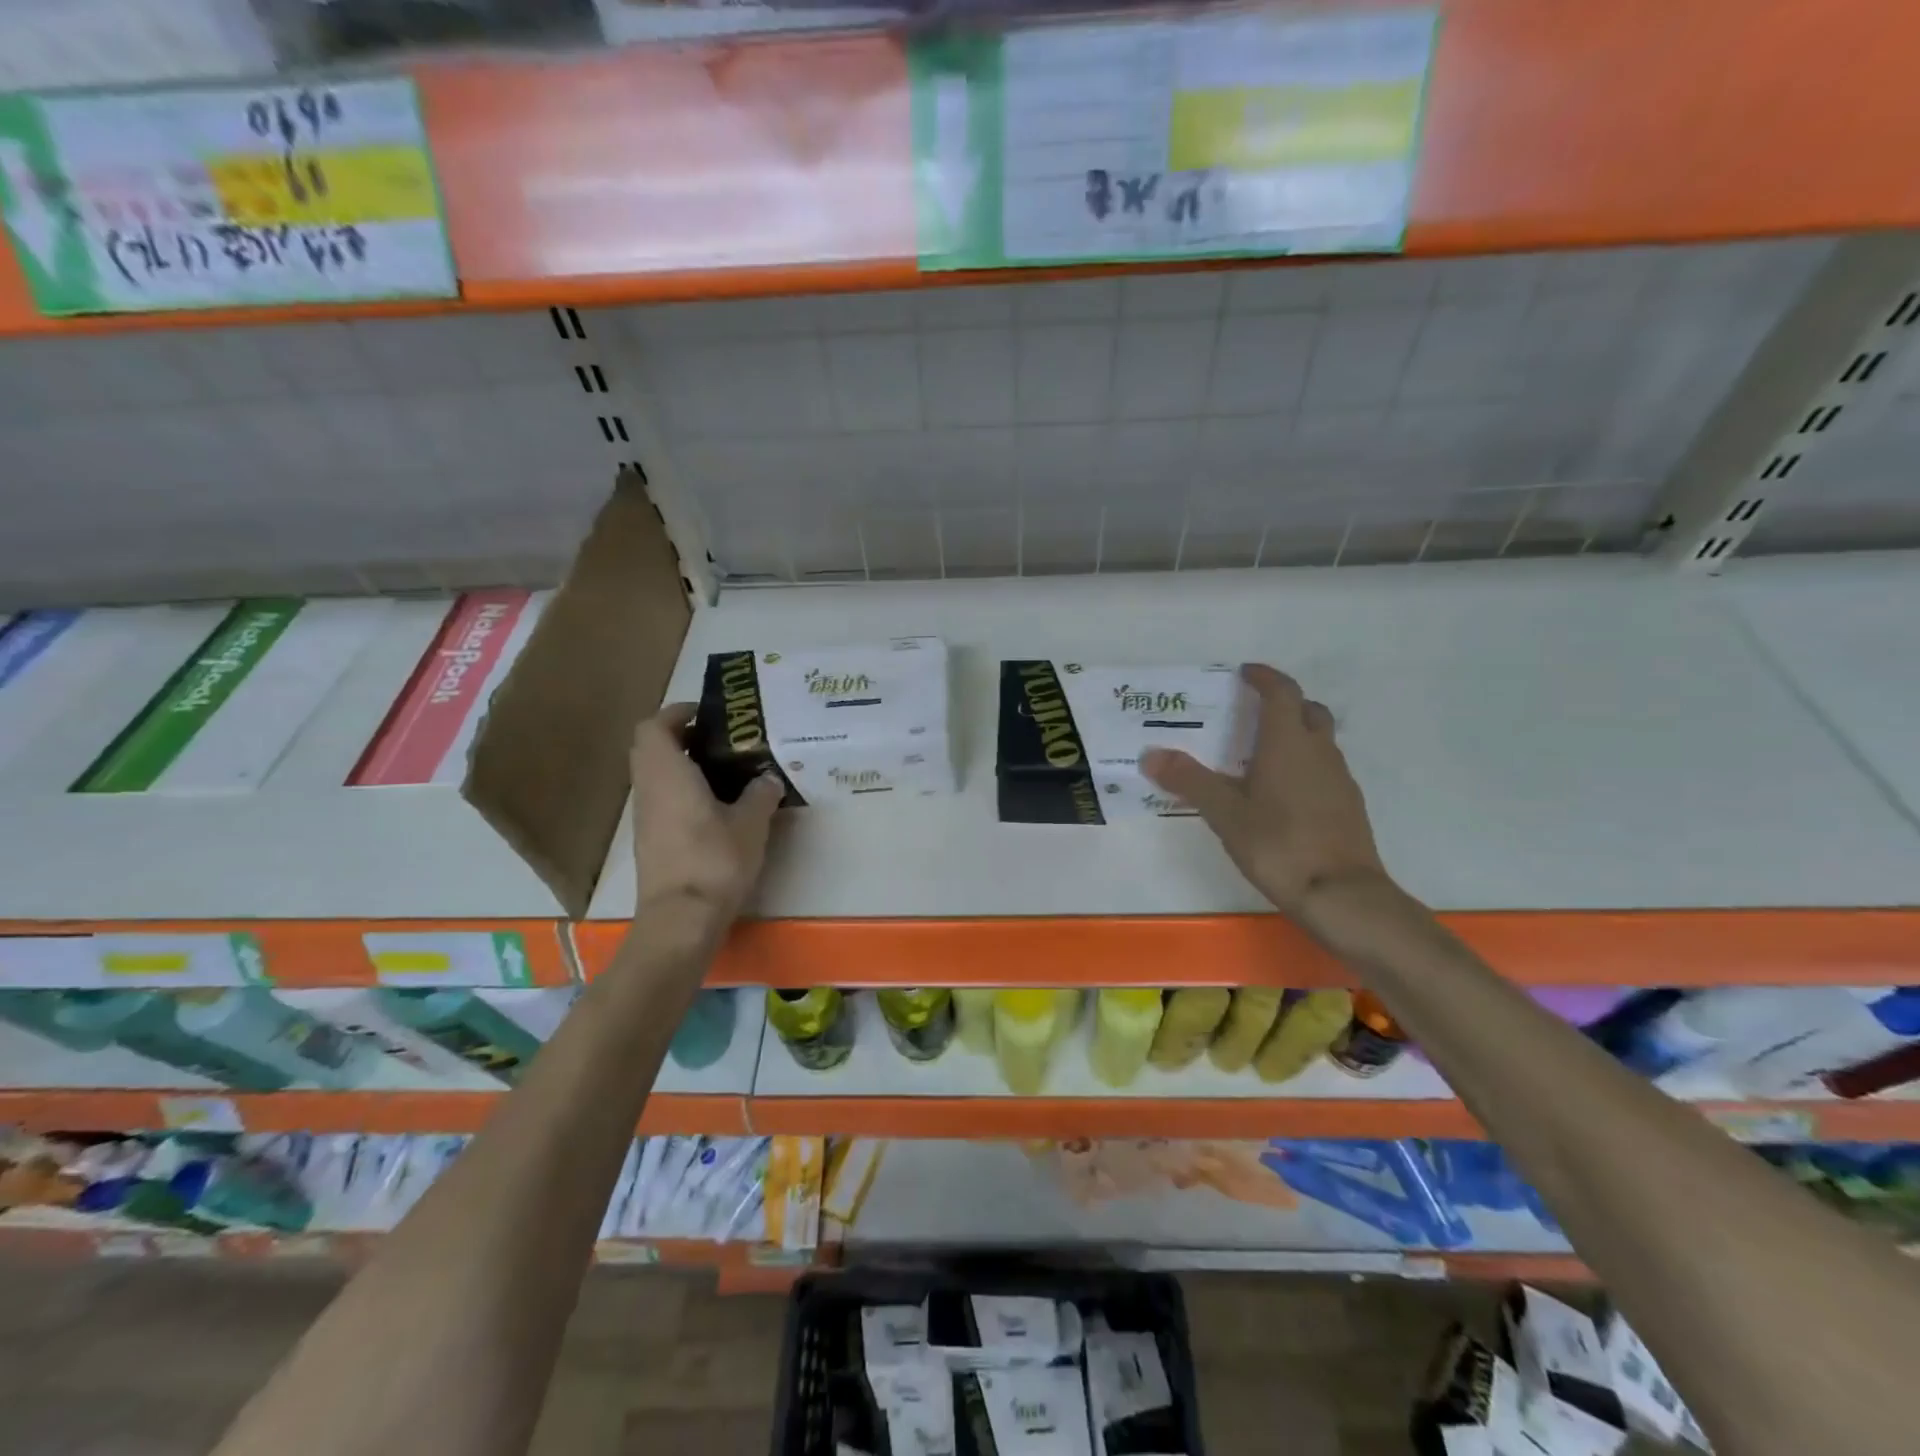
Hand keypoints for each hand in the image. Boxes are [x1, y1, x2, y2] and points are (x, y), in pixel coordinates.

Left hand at [629, 703, 782, 932]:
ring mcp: (645, 817)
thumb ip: (761, 793)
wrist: (681, 919)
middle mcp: (648, 788)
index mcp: (667, 773)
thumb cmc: (715, 860)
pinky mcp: (650, 840)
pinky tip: (716, 806)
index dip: (677, 713)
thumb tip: (768, 778)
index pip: (654, 725)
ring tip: (725, 772)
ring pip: (655, 775)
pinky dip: (682, 791)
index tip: (708, 715)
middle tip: (720, 741)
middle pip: (651, 747)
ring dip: (682, 765)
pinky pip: (661, 799)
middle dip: (681, 737)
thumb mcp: (752, 823)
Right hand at [1142, 663, 1390, 921]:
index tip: (1246, 672)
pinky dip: (1304, 765)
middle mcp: (1319, 752)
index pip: (1282, 692)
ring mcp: (1339, 779)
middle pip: (1308, 711)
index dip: (1264, 677)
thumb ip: (1189, 781)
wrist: (1341, 895)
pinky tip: (1282, 793)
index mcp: (1288, 743)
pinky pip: (1324, 769)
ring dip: (1295, 734)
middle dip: (1284, 702)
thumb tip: (1150, 754)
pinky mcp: (1348, 806)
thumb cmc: (1279, 845)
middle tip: (1253, 711)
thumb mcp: (1225, 814)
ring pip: (1320, 741)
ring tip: (1260, 754)